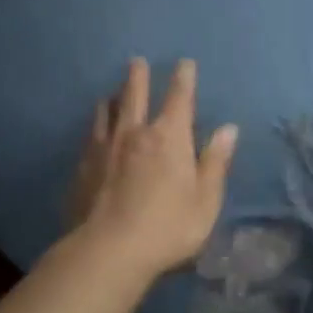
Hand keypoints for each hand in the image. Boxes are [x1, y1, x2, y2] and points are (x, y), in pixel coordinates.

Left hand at [67, 58, 238, 280]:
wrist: (109, 250)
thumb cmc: (168, 227)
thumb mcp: (205, 200)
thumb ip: (216, 163)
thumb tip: (228, 129)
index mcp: (170, 138)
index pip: (179, 98)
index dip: (183, 78)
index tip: (184, 63)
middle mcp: (135, 133)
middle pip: (135, 95)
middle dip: (138, 76)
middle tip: (137, 61)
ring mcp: (105, 148)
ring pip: (108, 112)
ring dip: (113, 98)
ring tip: (112, 92)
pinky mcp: (83, 167)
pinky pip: (91, 136)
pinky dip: (96, 125)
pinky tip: (94, 130)